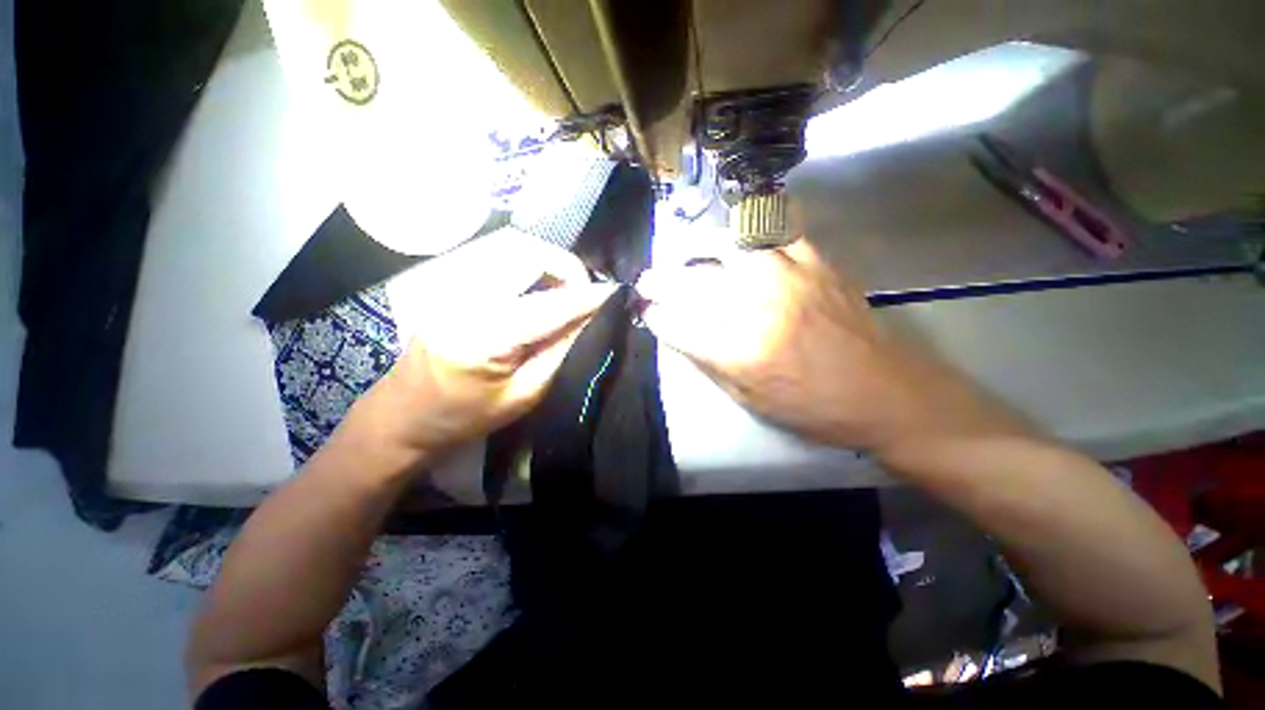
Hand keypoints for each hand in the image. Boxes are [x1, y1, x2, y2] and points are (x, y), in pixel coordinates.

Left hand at [338, 278, 616, 473]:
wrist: (403, 414)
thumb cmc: (465, 417)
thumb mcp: (525, 395)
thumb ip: (562, 352)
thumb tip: (593, 319)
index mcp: (481, 336)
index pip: (547, 304)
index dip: (586, 296)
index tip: (615, 293)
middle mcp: (461, 297)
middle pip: (525, 253)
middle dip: (567, 268)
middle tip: (587, 294)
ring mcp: (448, 282)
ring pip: (512, 249)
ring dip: (550, 265)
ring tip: (568, 292)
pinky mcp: (447, 280)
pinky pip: (499, 258)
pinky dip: (530, 266)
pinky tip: (541, 288)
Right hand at [637, 239, 1021, 453]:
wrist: (885, 393)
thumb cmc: (812, 408)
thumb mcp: (749, 399)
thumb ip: (709, 362)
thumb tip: (679, 333)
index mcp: (739, 350)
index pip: (677, 324)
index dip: (656, 317)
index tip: (645, 312)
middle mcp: (757, 307)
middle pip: (693, 283)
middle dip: (661, 281)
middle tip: (647, 280)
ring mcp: (788, 279)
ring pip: (728, 247)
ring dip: (697, 249)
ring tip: (685, 253)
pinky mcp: (816, 264)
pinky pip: (776, 234)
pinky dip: (751, 235)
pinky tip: (740, 244)